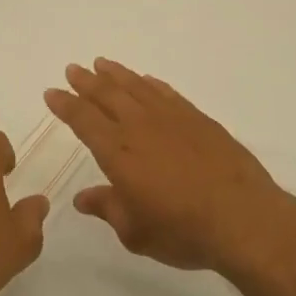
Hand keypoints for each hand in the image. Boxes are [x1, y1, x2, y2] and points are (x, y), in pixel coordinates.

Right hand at [44, 58, 291, 276]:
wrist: (242, 217)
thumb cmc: (182, 231)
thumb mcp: (135, 232)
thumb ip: (108, 209)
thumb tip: (83, 198)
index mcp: (118, 152)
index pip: (83, 120)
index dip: (65, 105)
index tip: (52, 92)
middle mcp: (139, 126)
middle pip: (106, 94)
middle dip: (86, 81)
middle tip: (73, 69)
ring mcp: (170, 118)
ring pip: (135, 86)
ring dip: (116, 74)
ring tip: (102, 63)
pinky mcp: (197, 118)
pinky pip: (166, 92)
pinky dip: (151, 84)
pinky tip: (145, 80)